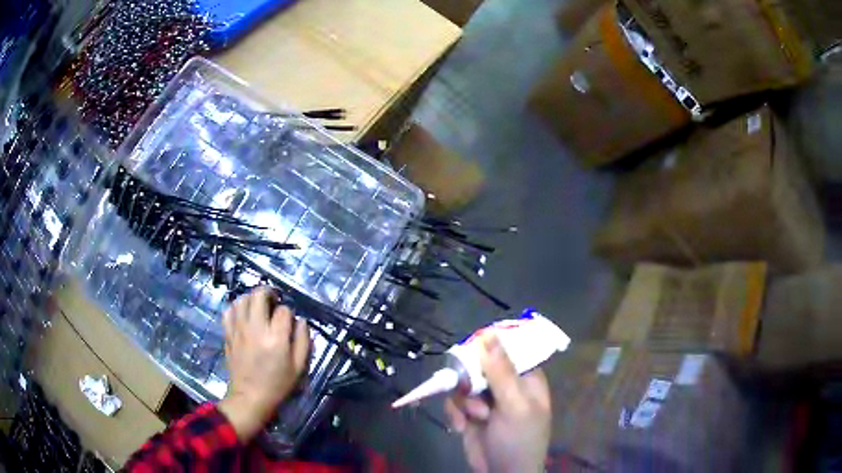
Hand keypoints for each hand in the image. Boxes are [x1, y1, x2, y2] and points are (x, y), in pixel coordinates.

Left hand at [218, 287, 310, 441]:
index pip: (284, 310)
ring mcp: (239, 330)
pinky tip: (243, 314)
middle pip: (259, 295)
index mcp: (276, 338)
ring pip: (242, 299)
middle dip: (269, 294)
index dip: (289, 313)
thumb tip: (301, 321)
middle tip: (273, 302)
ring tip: (258, 307)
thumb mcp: (299, 367)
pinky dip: (236, 307)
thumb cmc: (278, 384)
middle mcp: (255, 329)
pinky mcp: (228, 334)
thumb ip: (303, 341)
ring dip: (252, 298)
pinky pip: (228, 311)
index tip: (289, 323)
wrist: (250, 397)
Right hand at [444, 335, 550, 472]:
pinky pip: (454, 401)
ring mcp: (487, 399)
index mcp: (525, 377)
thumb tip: (489, 333)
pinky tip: (460, 427)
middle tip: (470, 392)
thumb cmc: (518, 439)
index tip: (471, 351)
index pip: (507, 349)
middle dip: (471, 381)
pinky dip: (454, 413)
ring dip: (464, 402)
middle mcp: (506, 384)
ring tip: (474, 418)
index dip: (488, 347)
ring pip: (463, 383)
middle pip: (480, 364)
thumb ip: (501, 372)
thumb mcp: (514, 405)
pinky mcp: (470, 413)